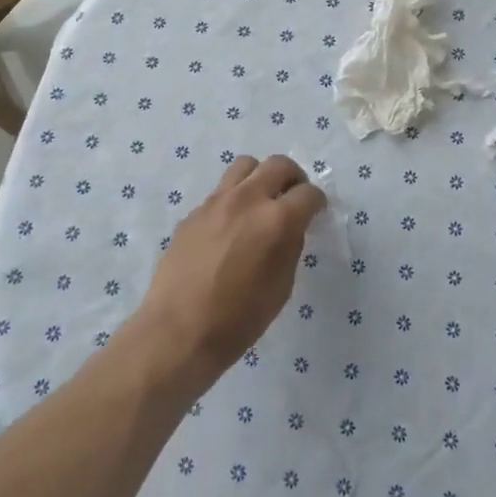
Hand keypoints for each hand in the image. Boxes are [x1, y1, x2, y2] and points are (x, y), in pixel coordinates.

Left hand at [134, 155, 326, 390]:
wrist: (178, 332)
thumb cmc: (239, 319)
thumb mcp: (281, 287)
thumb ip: (290, 247)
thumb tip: (290, 228)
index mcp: (277, 220)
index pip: (308, 193)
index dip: (317, 202)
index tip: (315, 212)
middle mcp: (247, 199)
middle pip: (278, 164)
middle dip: (293, 178)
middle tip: (293, 198)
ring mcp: (216, 202)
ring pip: (245, 166)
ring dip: (260, 178)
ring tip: (261, 202)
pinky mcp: (193, 213)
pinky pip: (220, 192)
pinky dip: (233, 200)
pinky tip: (229, 229)